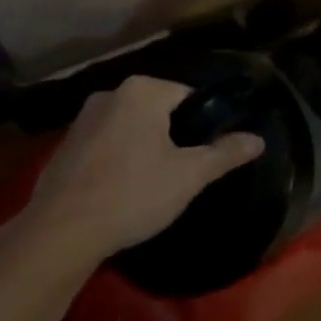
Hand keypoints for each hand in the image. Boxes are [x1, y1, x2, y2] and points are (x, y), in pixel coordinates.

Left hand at [25, 77, 265, 261]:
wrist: (62, 230)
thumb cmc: (133, 194)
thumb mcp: (189, 175)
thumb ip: (225, 153)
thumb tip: (258, 139)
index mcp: (143, 90)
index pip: (187, 95)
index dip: (201, 124)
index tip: (203, 154)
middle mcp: (111, 93)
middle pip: (156, 110)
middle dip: (170, 136)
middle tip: (181, 173)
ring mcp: (83, 118)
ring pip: (129, 126)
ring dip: (142, 146)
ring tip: (150, 184)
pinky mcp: (65, 144)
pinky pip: (104, 143)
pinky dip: (116, 158)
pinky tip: (119, 190)